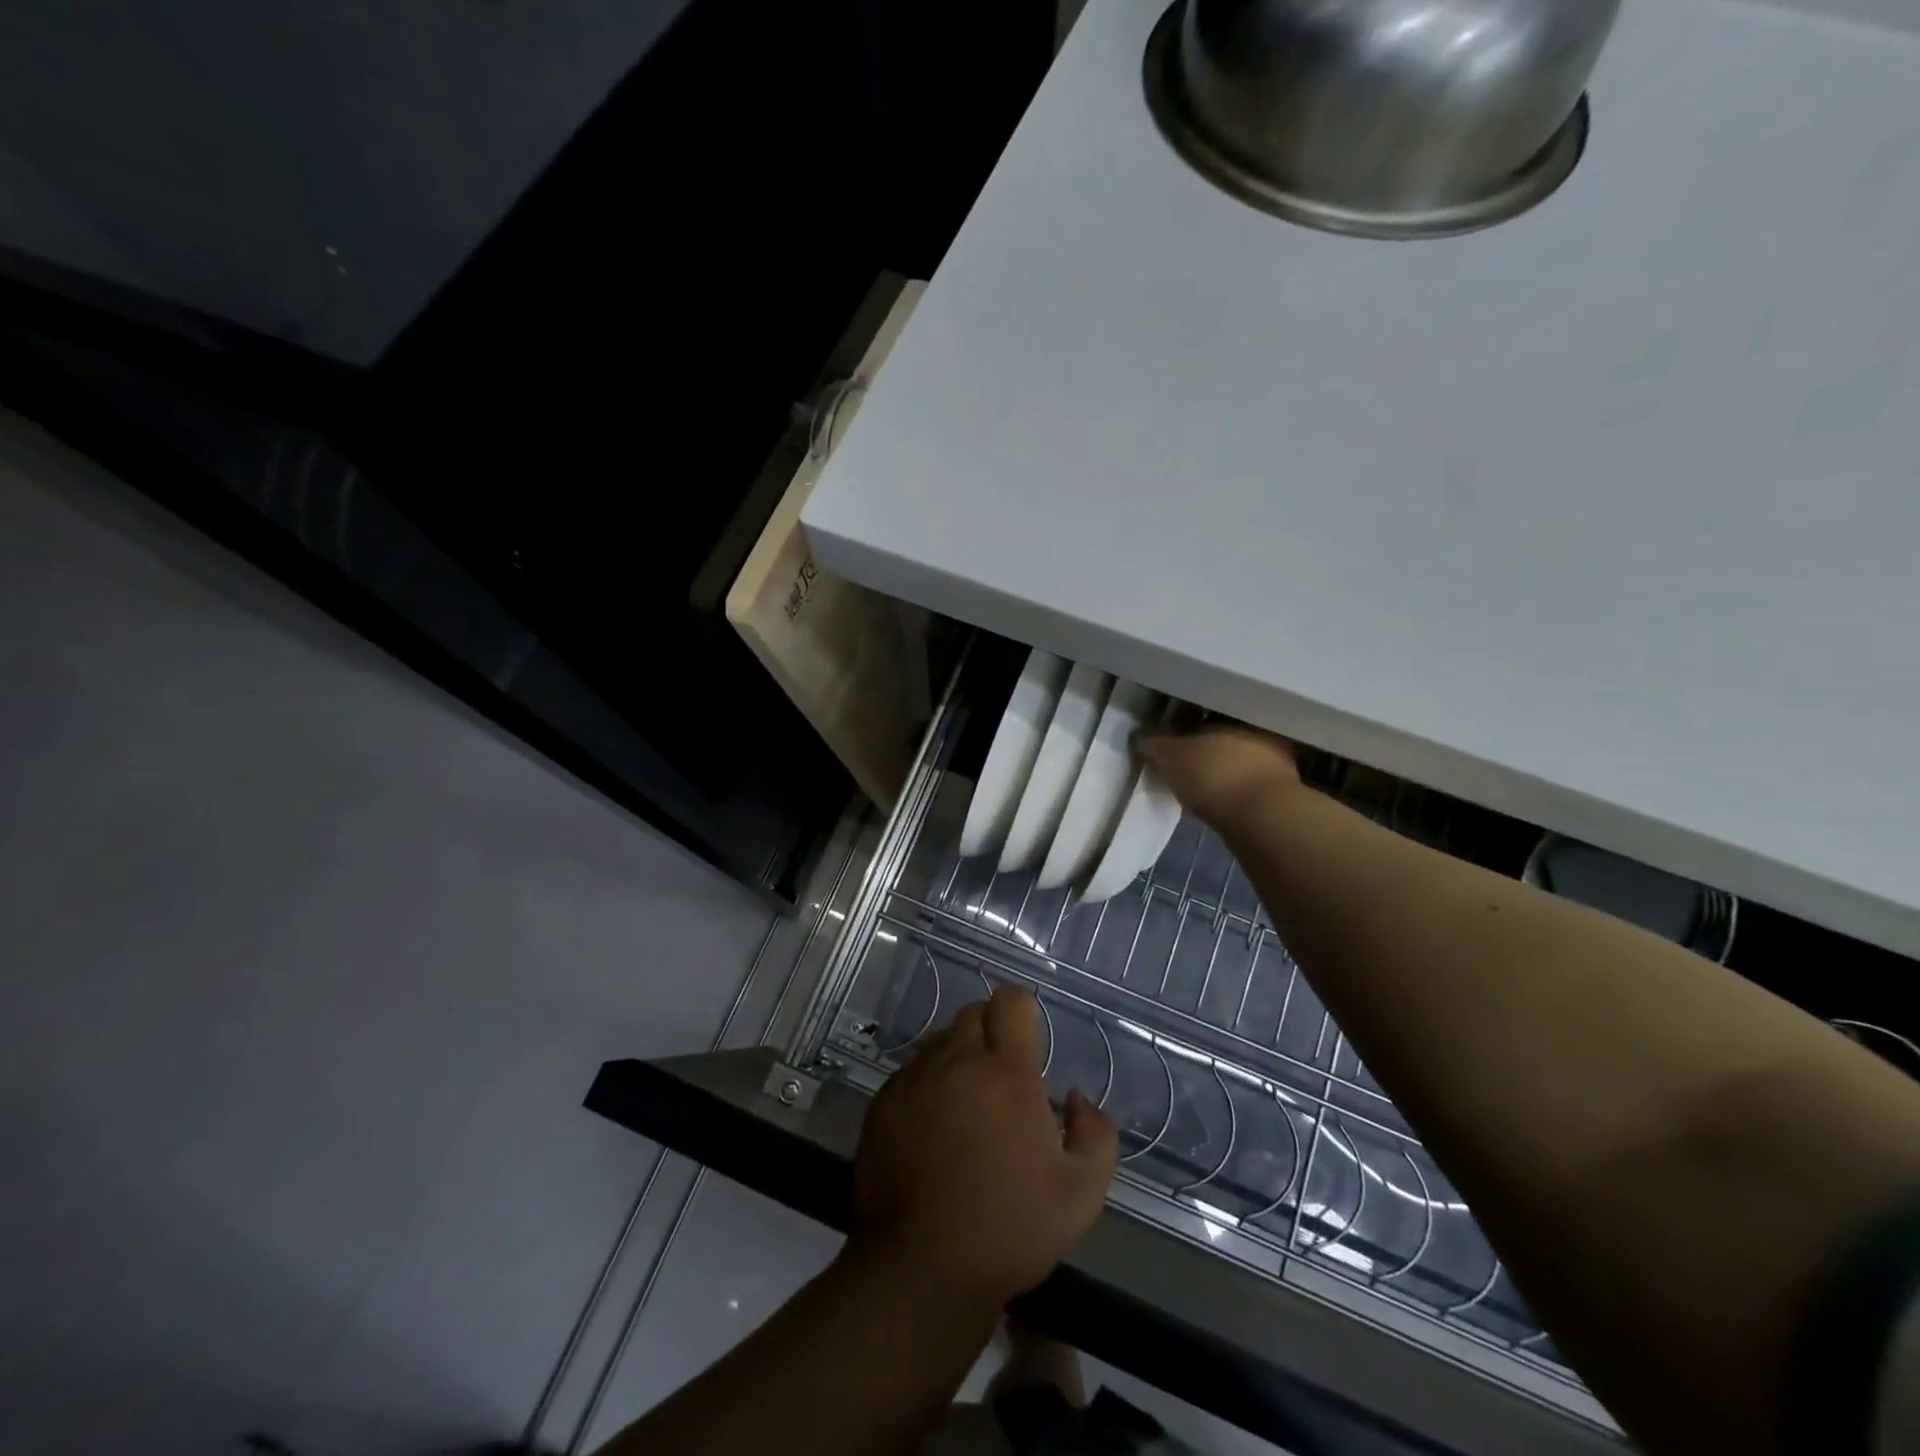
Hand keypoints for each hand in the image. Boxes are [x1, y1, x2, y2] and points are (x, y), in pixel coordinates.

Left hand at [852, 986, 1118, 1307]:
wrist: (920, 1270)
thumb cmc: (1009, 1229)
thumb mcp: (1082, 1193)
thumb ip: (1096, 1132)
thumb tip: (1076, 1097)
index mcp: (1006, 1072)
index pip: (1010, 1001)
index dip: (1023, 1011)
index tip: (1029, 1040)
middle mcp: (956, 1062)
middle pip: (973, 1014)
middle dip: (992, 1033)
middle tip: (1004, 1078)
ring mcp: (914, 1079)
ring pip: (941, 1041)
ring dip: (960, 1058)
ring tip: (969, 1105)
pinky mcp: (883, 1102)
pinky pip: (912, 1072)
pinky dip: (929, 1084)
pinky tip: (934, 1128)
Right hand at [1137, 718, 1300, 826]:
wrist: (1263, 819)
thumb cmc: (1214, 774)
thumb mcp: (1170, 756)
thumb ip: (1153, 743)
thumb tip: (1140, 736)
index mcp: (1234, 709)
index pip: (1202, 705)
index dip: (1179, 718)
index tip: (1163, 732)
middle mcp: (1259, 727)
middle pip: (1220, 731)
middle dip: (1199, 742)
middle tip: (1175, 757)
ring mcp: (1275, 758)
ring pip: (1234, 756)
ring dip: (1215, 766)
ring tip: (1191, 781)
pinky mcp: (1279, 790)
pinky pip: (1243, 781)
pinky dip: (1227, 787)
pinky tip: (1210, 799)